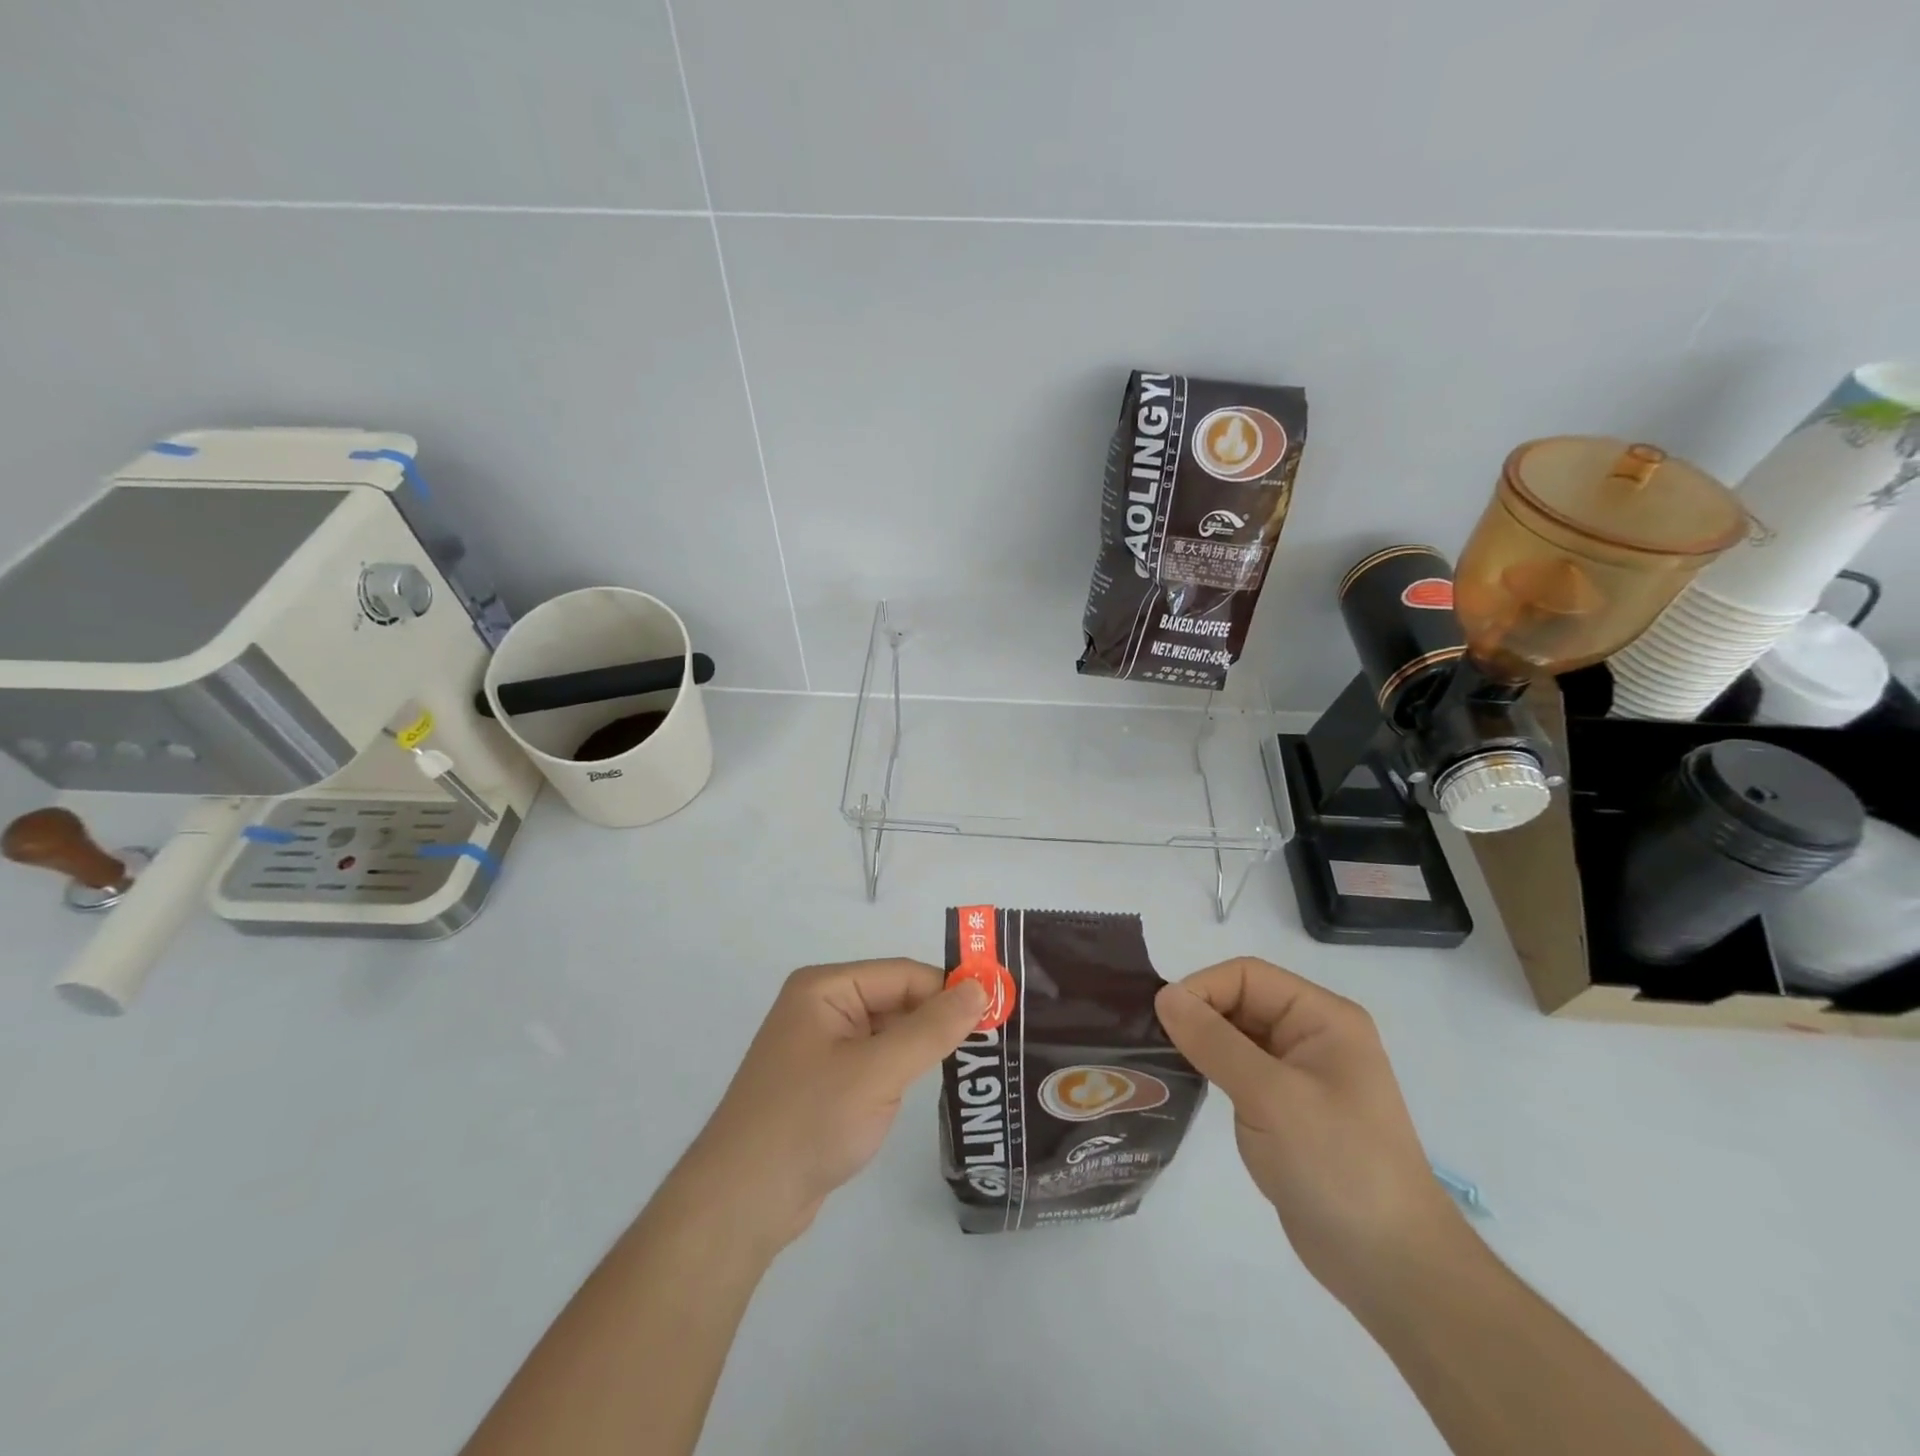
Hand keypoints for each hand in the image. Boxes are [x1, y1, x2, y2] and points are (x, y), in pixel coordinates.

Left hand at [677, 959, 986, 1249]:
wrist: (741, 1203)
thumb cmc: (809, 1122)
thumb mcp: (878, 1071)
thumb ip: (932, 1028)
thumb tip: (981, 988)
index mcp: (825, 988)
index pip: (902, 974)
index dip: (949, 989)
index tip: (998, 1010)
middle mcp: (821, 1007)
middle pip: (896, 999)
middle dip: (939, 1018)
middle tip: (995, 1038)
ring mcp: (821, 1047)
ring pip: (888, 1032)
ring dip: (924, 1045)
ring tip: (976, 1060)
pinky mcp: (825, 1083)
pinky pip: (875, 1061)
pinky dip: (903, 1068)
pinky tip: (931, 1083)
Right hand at [1154, 958, 1464, 1312]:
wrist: (1391, 1268)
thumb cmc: (1338, 1165)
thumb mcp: (1272, 1097)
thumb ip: (1215, 1041)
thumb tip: (1164, 995)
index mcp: (1323, 1017)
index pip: (1247, 976)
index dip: (1203, 988)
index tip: (1162, 1020)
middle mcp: (1312, 1036)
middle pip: (1240, 1001)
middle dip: (1198, 1014)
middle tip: (1152, 1041)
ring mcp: (1300, 1074)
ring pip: (1236, 1036)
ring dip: (1201, 1043)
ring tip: (1159, 1061)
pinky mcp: (1287, 1109)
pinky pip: (1239, 1071)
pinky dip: (1211, 1071)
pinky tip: (1185, 1085)